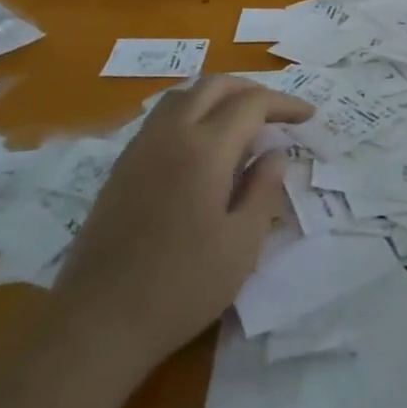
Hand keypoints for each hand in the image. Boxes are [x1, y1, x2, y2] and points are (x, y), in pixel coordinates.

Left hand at [59, 76, 310, 366]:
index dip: (284, 104)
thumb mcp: (241, 244)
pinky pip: (161, 117)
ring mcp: (140, 147)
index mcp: (205, 149)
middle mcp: (171, 134)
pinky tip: (200, 145)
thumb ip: (263, 190)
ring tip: (240, 121)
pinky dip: (191, 112)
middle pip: (214, 86)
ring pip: (183, 95)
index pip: (251, 104)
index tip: (308, 116)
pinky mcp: (121, 167)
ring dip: (217, 96)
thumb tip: (275, 153)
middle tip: (276, 112)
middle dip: (250, 90)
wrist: (98, 321)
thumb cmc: (181, 286)